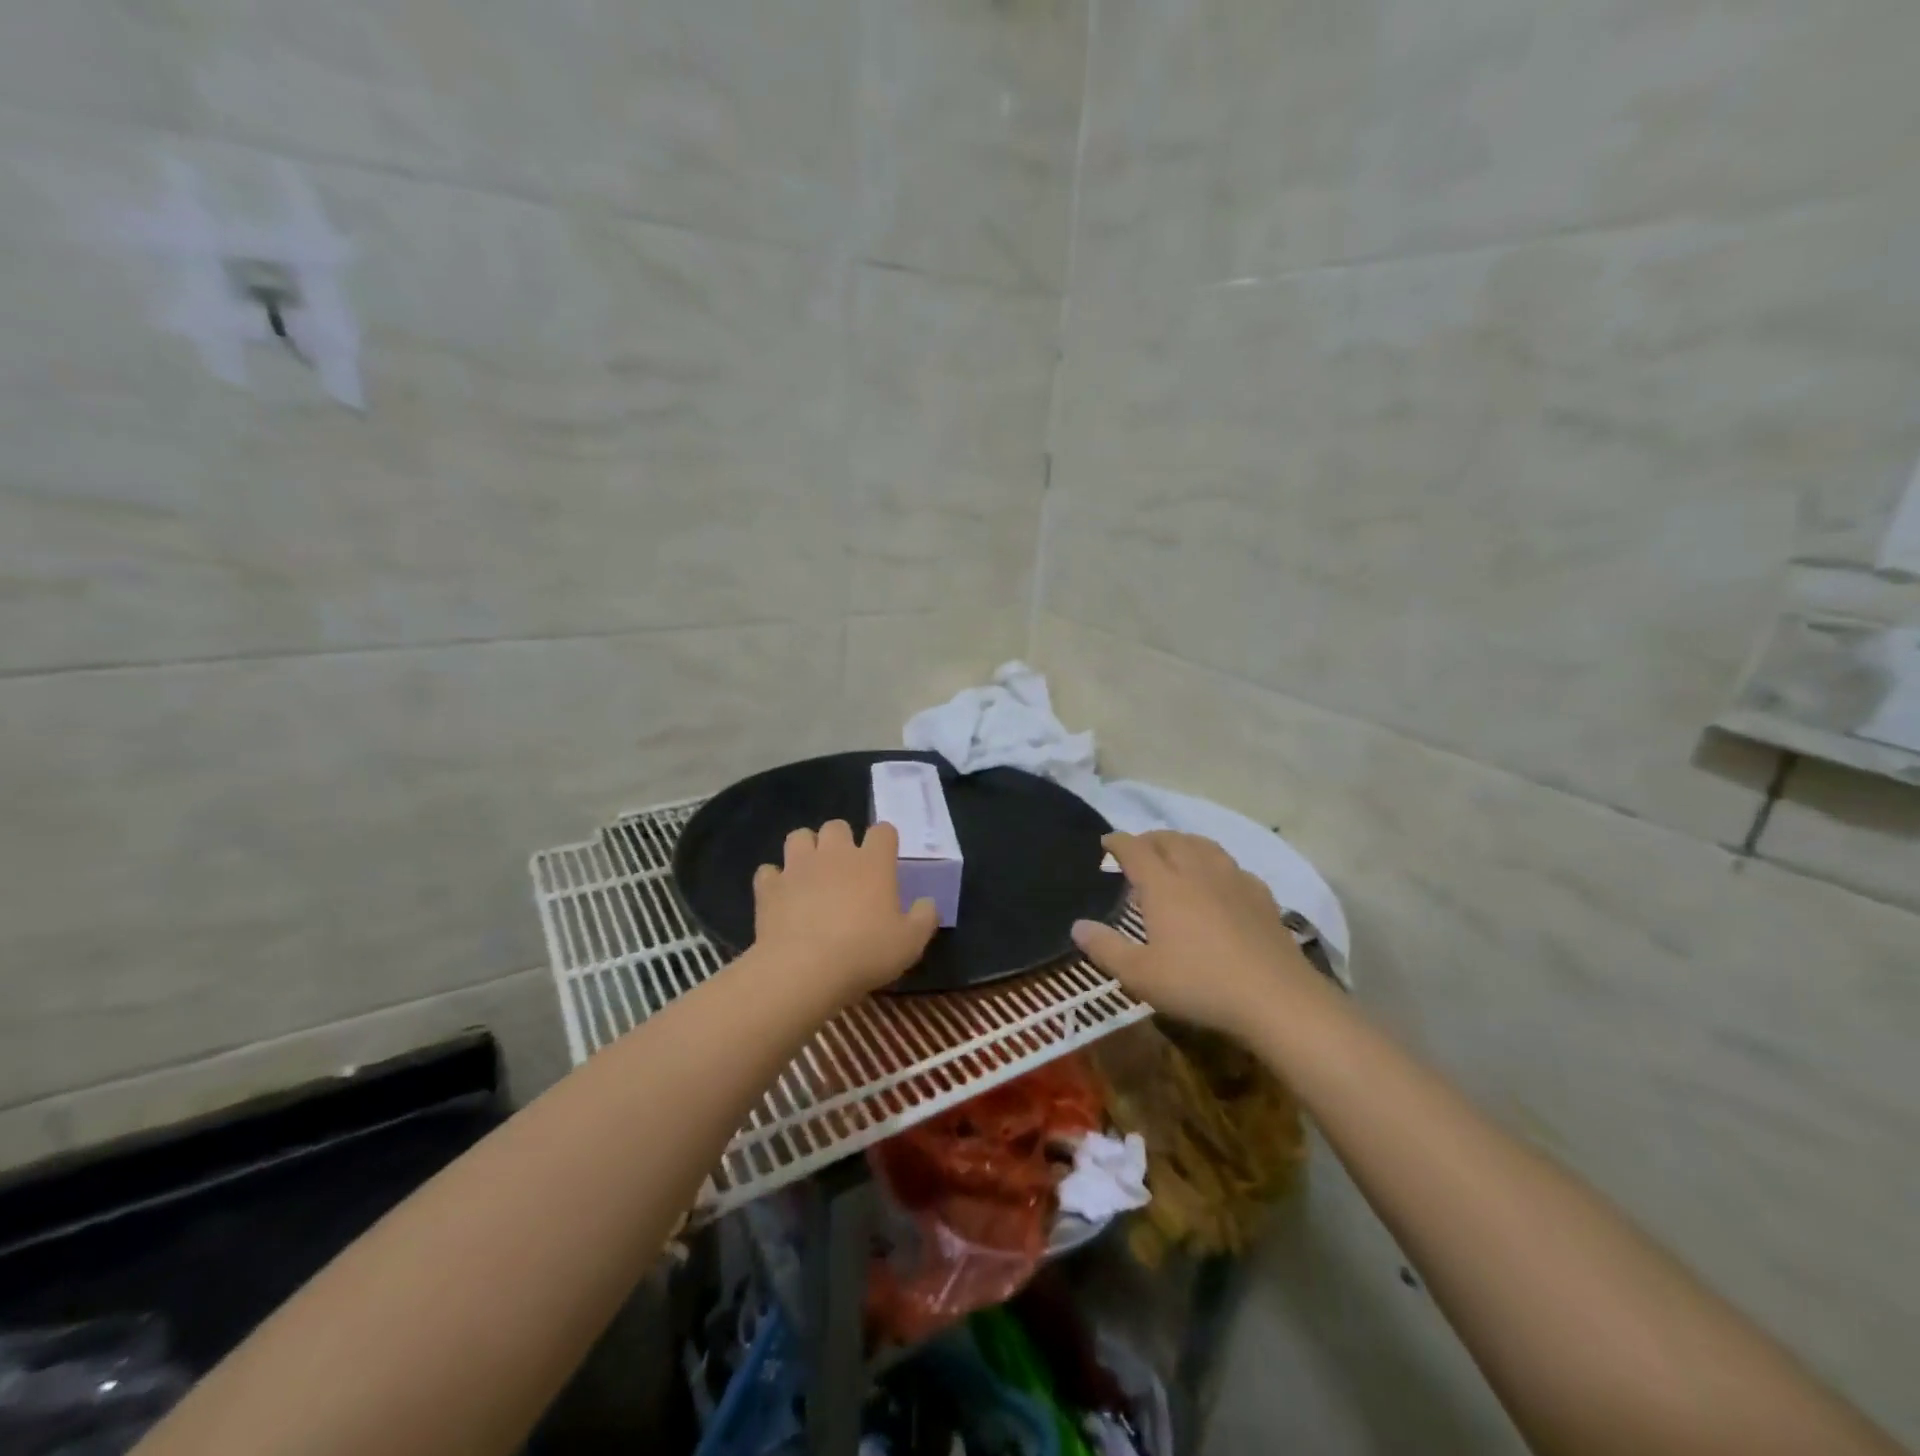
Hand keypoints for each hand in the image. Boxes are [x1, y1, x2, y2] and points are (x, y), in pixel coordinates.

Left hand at [752, 819, 938, 1001]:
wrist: (804, 969)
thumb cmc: (865, 952)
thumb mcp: (910, 943)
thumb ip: (924, 918)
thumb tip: (927, 903)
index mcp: (873, 862)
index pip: (883, 831)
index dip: (885, 841)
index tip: (885, 860)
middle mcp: (835, 854)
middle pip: (837, 826)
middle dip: (841, 841)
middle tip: (845, 869)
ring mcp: (798, 867)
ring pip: (799, 836)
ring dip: (805, 849)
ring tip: (810, 873)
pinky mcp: (769, 886)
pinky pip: (768, 871)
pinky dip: (774, 880)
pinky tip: (780, 896)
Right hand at [1072, 830, 1317, 1033]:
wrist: (1275, 998)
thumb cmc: (1199, 984)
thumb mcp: (1140, 975)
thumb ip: (1105, 948)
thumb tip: (1077, 925)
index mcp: (1163, 884)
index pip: (1135, 849)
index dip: (1117, 842)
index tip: (1106, 842)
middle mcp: (1196, 871)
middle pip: (1170, 840)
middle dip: (1149, 839)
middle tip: (1137, 850)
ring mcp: (1233, 880)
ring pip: (1203, 845)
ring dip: (1183, 843)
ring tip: (1175, 854)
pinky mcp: (1261, 896)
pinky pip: (1232, 866)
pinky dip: (1215, 864)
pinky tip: (1218, 881)